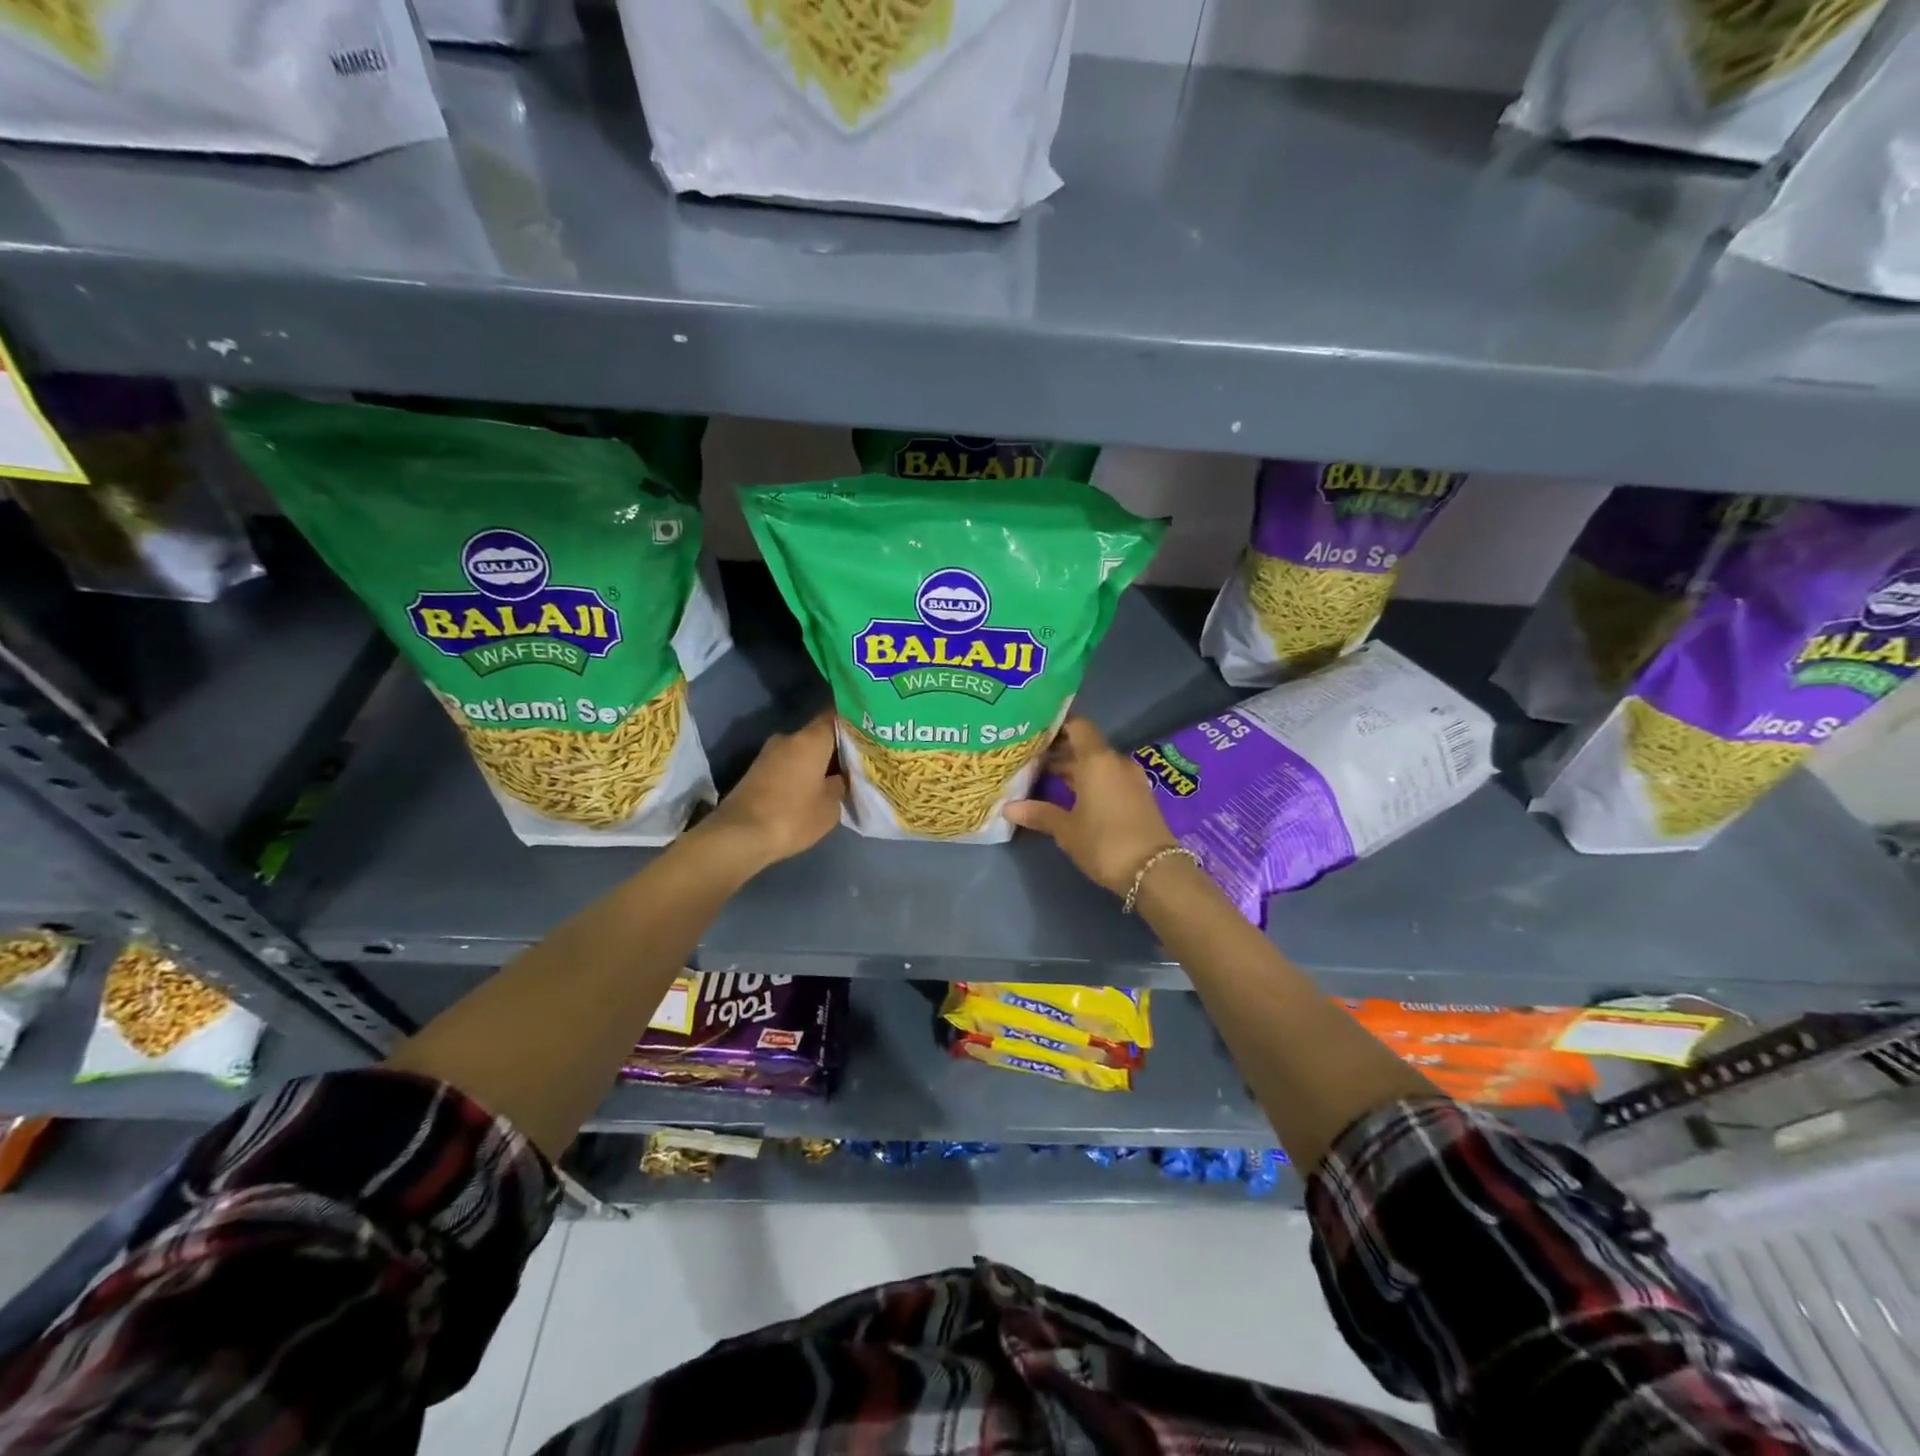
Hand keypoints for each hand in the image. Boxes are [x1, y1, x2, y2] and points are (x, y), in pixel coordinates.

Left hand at [698, 710, 845, 873]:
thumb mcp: (830, 807)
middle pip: (819, 734)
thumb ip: (840, 784)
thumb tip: (839, 777)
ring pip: (803, 750)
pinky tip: (814, 787)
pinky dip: (802, 771)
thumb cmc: (792, 817)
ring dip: (818, 761)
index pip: (836, 716)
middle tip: (858, 760)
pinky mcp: (757, 770)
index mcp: (811, 739)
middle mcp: (788, 738)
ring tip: (838, 777)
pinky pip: (789, 763)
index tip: (869, 732)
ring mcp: (769, 753)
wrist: (739, 836)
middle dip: (837, 746)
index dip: (854, 722)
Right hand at [1004, 717, 1178, 896]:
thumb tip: (1007, 808)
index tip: (1034, 732)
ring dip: (1074, 769)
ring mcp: (1131, 779)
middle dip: (1059, 751)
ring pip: (1097, 764)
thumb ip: (1039, 813)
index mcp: (1097, 760)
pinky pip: (1109, 778)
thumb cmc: (1104, 842)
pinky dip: (1090, 781)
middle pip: (1085, 746)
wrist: (1154, 871)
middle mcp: (1116, 762)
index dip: (1057, 725)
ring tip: (1044, 778)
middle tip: (1030, 758)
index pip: (1078, 726)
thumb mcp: (1066, 830)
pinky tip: (1071, 796)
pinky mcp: (1139, 796)